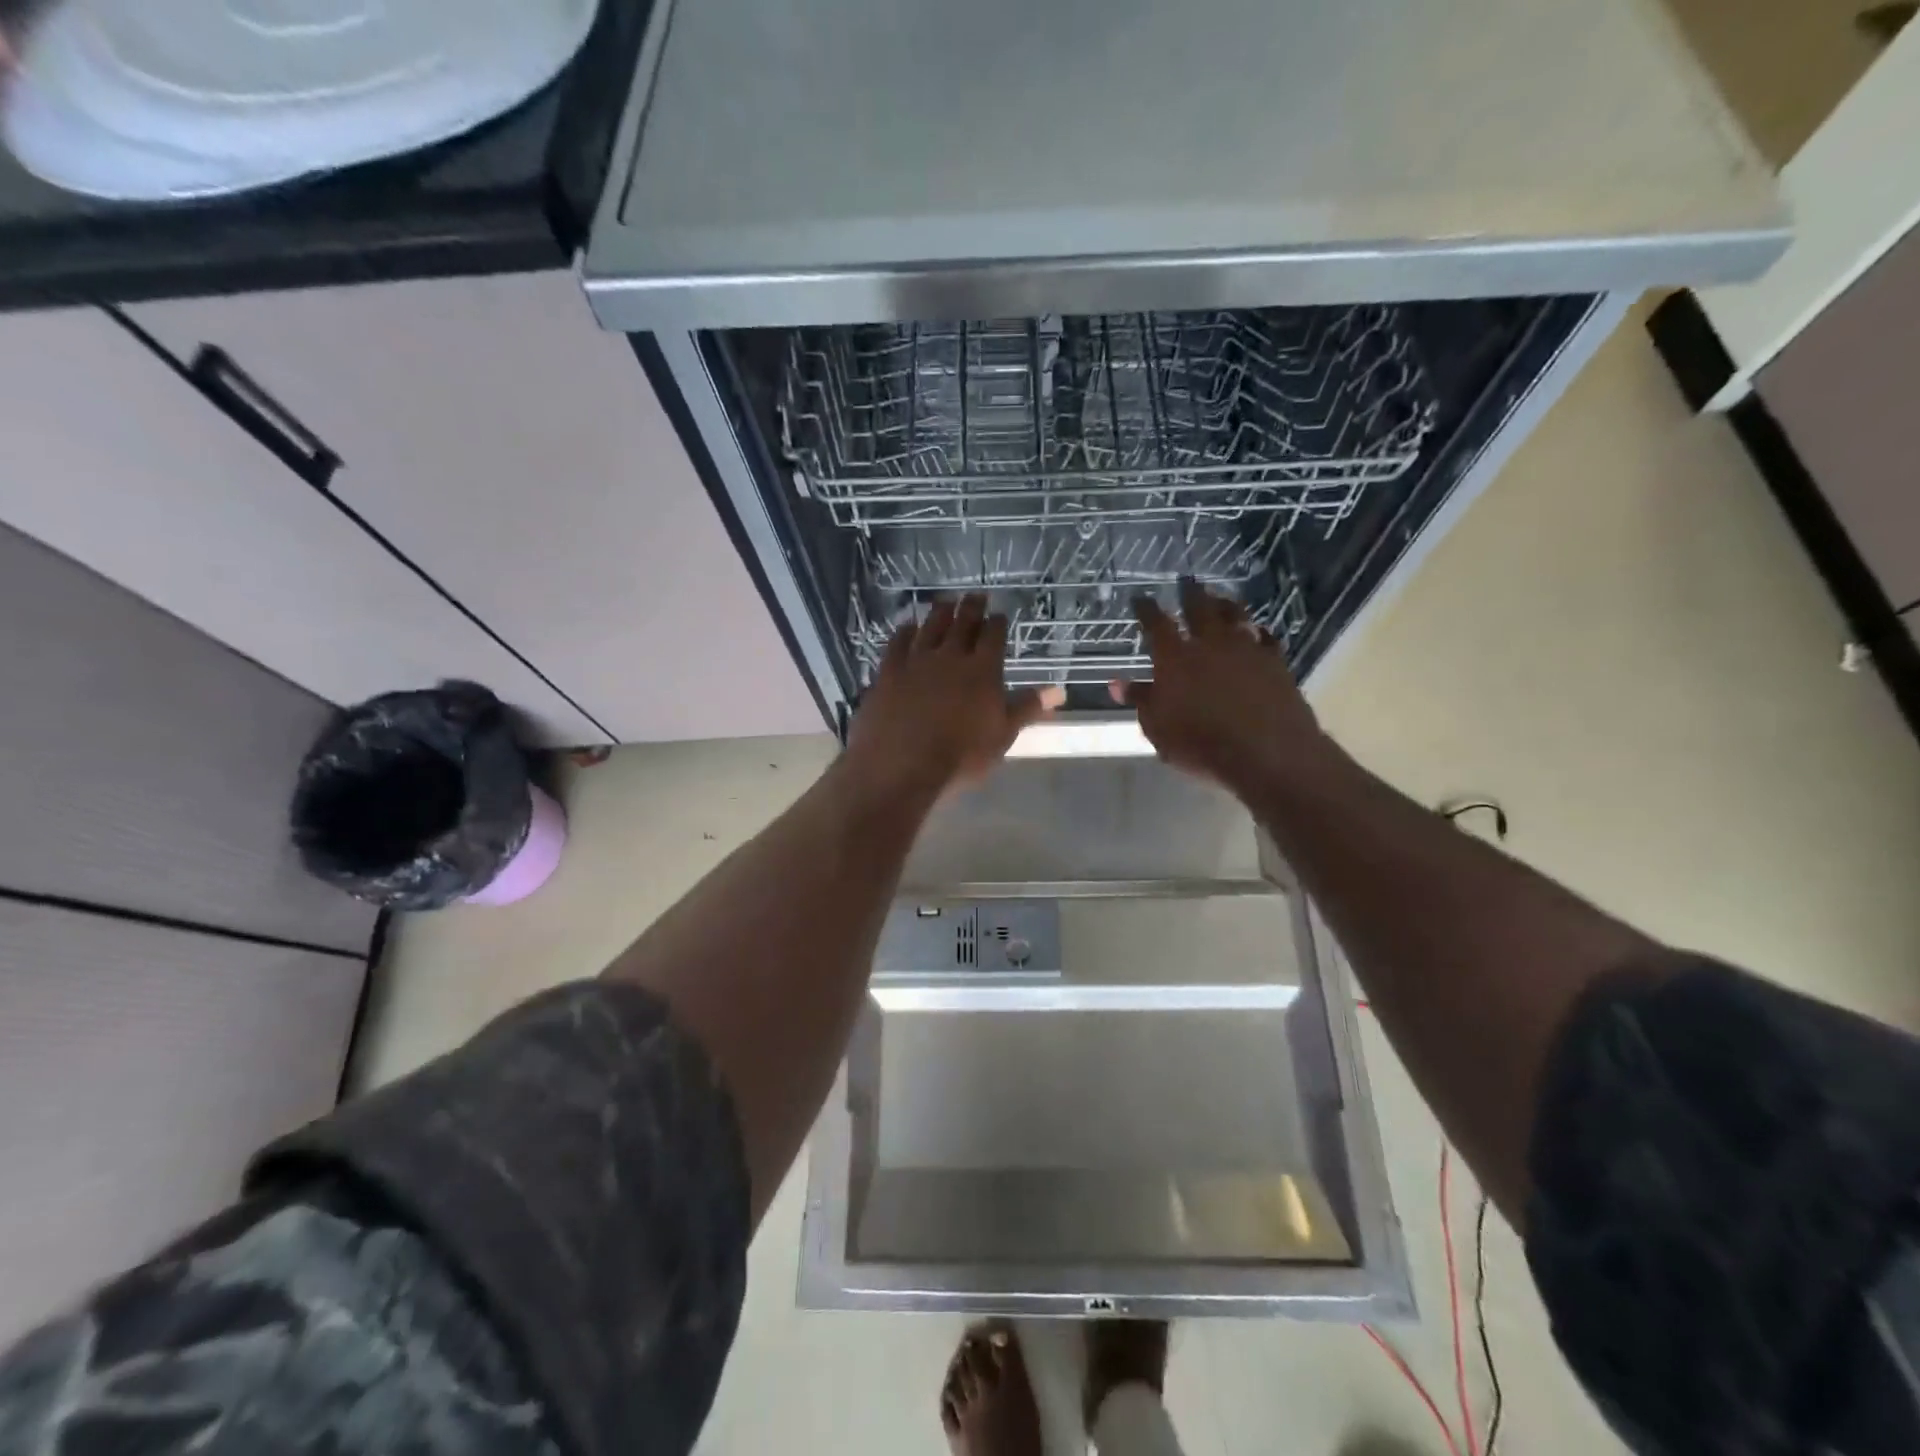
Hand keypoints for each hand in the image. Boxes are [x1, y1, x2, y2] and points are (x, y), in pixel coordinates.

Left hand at [845, 594, 1063, 800]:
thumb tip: (1059, 690)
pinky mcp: (889, 672)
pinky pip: (897, 644)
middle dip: (972, 607)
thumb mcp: (1002, 735)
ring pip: (930, 627)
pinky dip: (904, 632)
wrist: (902, 765)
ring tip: (945, 602)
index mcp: (983, 670)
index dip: (998, 623)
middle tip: (975, 595)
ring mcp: (916, 661)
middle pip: (963, 623)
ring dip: (940, 612)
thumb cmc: (961, 756)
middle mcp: (950, 656)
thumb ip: (1027, 708)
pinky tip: (907, 627)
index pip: (994, 636)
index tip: (1000, 614)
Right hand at [1110, 580, 1332, 795]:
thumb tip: (1116, 683)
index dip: (1146, 609)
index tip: (1140, 598)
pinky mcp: (1275, 662)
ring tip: (1220, 598)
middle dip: (1190, 593)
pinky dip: (1258, 631)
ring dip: (1225, 604)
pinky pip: (1266, 637)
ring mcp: (1246, 649)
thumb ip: (1140, 700)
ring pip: (1235, 615)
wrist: (1267, 752)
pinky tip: (1258, 631)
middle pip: (1199, 608)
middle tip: (1187, 581)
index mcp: (1175, 657)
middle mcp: (1210, 643)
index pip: (1156, 623)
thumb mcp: (1158, 728)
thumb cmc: (1200, 743)